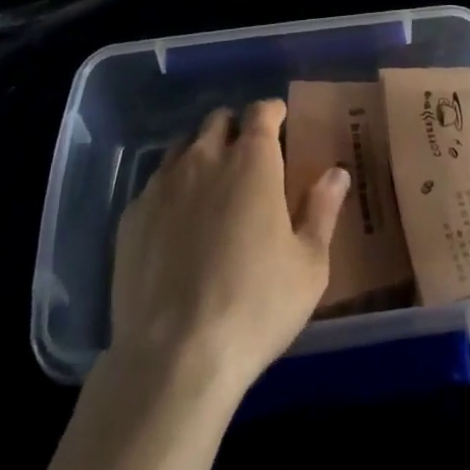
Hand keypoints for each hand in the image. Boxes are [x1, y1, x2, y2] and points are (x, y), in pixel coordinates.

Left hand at [108, 100, 349, 396]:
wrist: (173, 358)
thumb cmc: (255, 307)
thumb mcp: (309, 266)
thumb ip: (322, 211)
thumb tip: (336, 172)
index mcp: (252, 160)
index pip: (262, 111)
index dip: (272, 112)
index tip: (279, 122)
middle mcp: (205, 157)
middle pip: (218, 120)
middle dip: (234, 129)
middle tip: (246, 157)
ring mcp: (163, 183)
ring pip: (182, 146)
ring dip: (199, 154)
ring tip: (209, 186)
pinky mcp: (132, 215)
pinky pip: (154, 185)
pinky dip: (170, 191)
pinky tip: (175, 225)